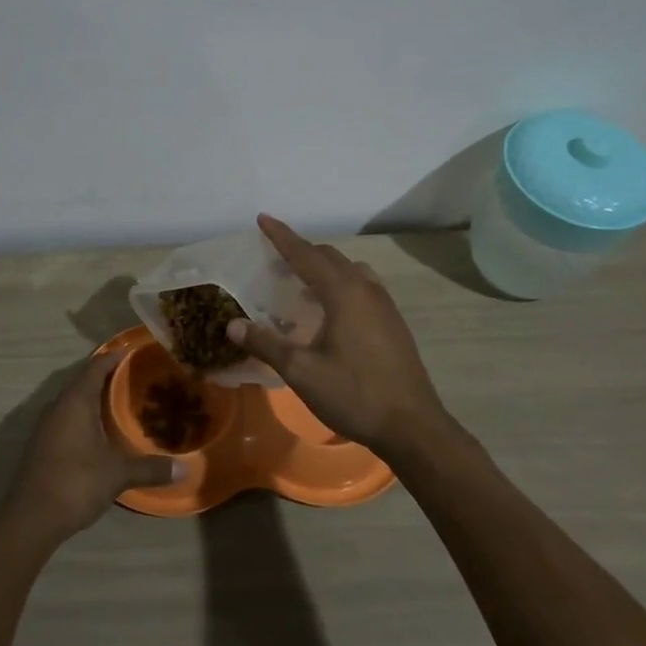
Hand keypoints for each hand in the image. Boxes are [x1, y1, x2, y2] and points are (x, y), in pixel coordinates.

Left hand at [5, 354, 181, 541]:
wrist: (31, 518)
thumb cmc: (76, 483)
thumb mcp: (118, 474)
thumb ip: (151, 468)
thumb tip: (185, 468)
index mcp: (75, 402)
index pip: (95, 366)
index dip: (114, 356)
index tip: (133, 350)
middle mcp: (58, 407)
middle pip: (83, 381)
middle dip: (107, 376)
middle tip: (136, 377)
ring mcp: (46, 426)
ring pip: (74, 402)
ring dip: (95, 398)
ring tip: (122, 402)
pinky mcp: (42, 445)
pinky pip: (67, 419)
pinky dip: (85, 417)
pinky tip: (101, 432)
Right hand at [226, 213, 451, 452]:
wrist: (412, 426)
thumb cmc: (354, 394)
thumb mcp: (302, 371)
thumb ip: (267, 344)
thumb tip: (233, 325)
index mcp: (343, 292)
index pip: (305, 254)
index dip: (281, 236)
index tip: (263, 218)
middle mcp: (366, 289)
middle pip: (329, 257)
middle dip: (301, 252)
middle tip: (275, 259)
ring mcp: (385, 305)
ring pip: (350, 270)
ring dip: (324, 268)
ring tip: (302, 283)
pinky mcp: (393, 323)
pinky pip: (363, 287)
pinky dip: (341, 284)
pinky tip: (332, 310)